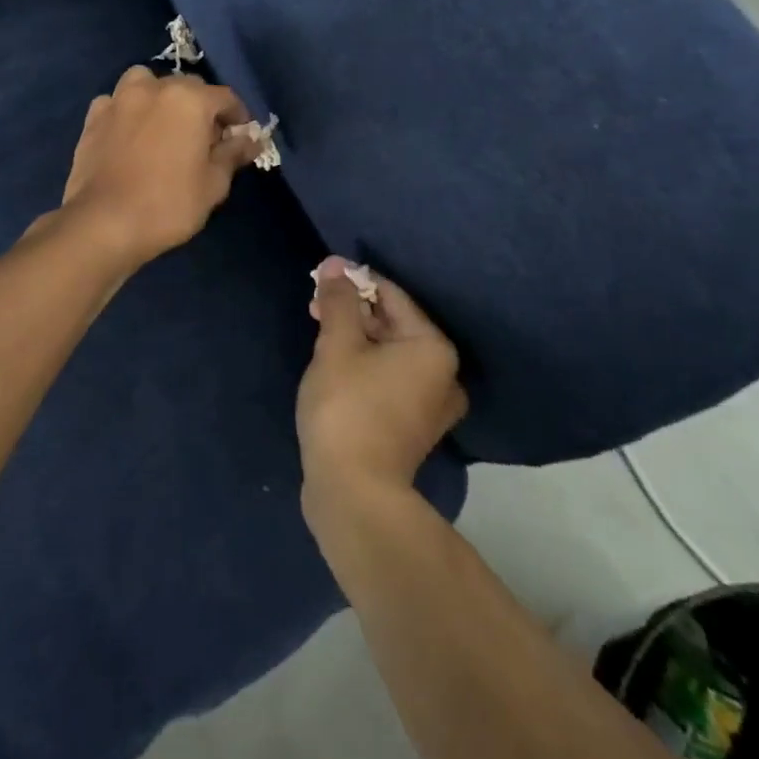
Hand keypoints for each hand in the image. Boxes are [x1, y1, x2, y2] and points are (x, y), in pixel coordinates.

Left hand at [52, 67, 260, 268]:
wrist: (104, 224)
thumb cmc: (168, 205)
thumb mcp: (214, 184)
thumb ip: (233, 154)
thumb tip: (251, 139)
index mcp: (190, 99)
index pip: (226, 97)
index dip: (238, 117)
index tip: (241, 138)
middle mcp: (154, 88)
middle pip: (187, 86)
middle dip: (201, 107)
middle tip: (205, 139)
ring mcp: (119, 99)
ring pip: (147, 83)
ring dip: (160, 97)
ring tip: (164, 126)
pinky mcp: (93, 117)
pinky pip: (117, 102)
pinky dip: (128, 110)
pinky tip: (130, 134)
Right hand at [297, 258, 467, 514]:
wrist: (353, 493)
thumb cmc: (348, 408)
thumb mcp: (337, 344)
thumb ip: (338, 301)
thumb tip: (335, 265)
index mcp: (433, 348)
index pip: (392, 296)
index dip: (355, 281)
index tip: (322, 277)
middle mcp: (443, 375)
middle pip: (393, 324)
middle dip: (353, 311)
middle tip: (315, 307)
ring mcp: (430, 406)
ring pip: (389, 353)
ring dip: (356, 338)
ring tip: (319, 333)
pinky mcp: (412, 428)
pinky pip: (389, 379)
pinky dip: (364, 366)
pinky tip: (335, 365)